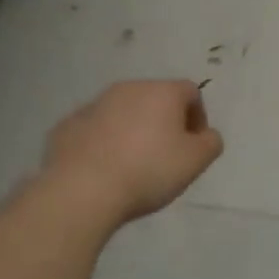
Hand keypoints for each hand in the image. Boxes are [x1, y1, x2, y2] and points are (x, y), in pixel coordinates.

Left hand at [41, 80, 223, 230]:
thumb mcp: (197, 160)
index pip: (191, 92)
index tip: (194, 145)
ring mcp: (93, 105)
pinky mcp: (67, 125)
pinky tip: (106, 168)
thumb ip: (211, 142)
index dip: (198, 117)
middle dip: (165, 121)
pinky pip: (96, 129)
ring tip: (134, 164)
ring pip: (123, 112)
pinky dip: (105, 142)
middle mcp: (127, 89)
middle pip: (155, 99)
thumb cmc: (149, 170)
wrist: (82, 190)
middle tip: (167, 155)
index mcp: (162, 92)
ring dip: (134, 130)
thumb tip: (205, 135)